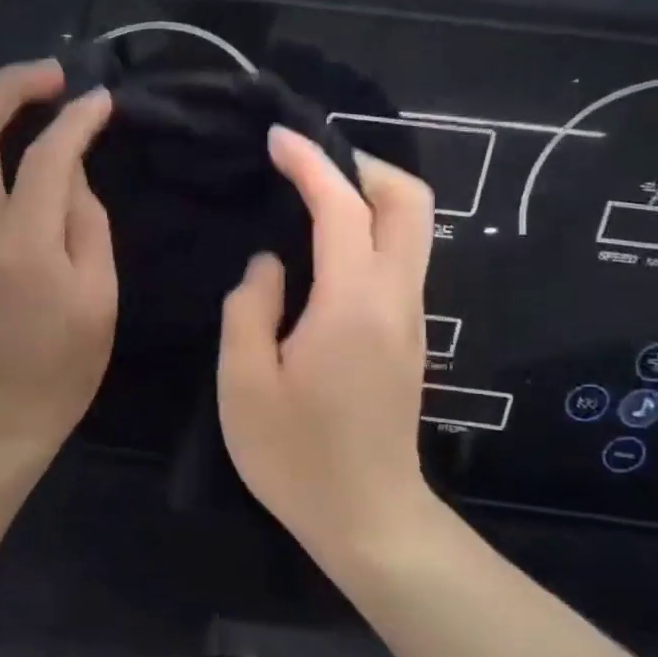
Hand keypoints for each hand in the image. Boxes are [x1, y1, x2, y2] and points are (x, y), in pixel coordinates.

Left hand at [0, 60, 116, 459]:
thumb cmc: (60, 370)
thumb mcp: (98, 298)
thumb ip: (87, 223)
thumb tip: (70, 170)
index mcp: (23, 247)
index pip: (47, 157)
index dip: (77, 119)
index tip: (102, 99)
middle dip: (7, 85)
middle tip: (52, 73)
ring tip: (40, 99)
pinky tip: (22, 149)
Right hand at [218, 127, 437, 563]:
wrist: (369, 518)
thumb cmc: (296, 456)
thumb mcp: (244, 385)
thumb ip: (248, 310)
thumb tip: (268, 267)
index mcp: (352, 305)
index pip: (342, 209)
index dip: (310, 164)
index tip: (277, 138)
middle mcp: (396, 300)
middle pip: (409, 202)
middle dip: (363, 165)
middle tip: (309, 163)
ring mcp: (412, 319)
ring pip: (414, 229)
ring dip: (370, 196)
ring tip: (312, 195)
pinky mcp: (411, 338)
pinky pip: (401, 259)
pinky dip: (372, 230)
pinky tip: (327, 247)